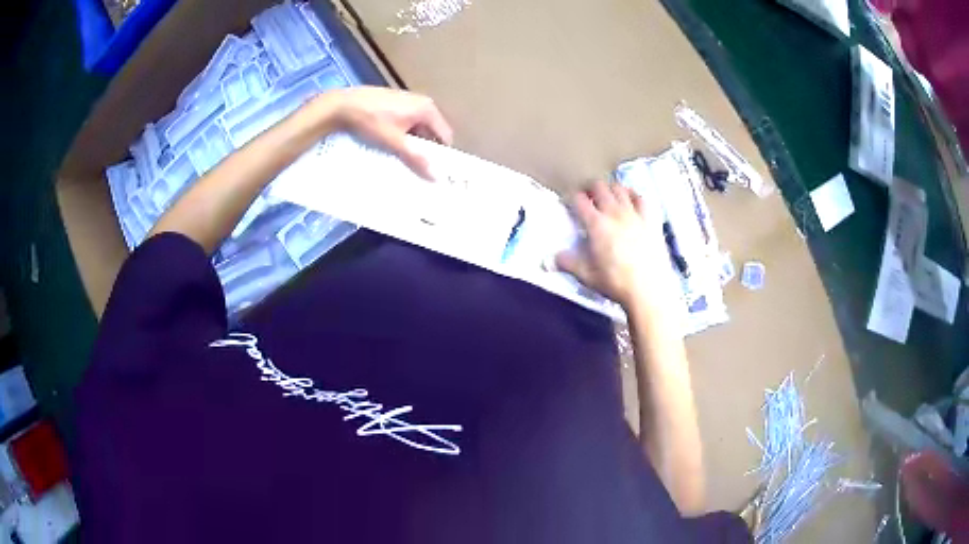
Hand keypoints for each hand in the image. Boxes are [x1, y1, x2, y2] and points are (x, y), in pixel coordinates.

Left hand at [320, 87, 453, 179]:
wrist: (341, 106)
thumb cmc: (371, 121)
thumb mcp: (394, 142)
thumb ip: (416, 159)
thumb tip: (436, 177)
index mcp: (427, 109)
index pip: (445, 135)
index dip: (441, 154)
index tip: (432, 170)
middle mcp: (421, 102)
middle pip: (431, 132)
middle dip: (425, 149)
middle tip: (416, 168)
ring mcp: (406, 101)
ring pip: (416, 128)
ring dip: (411, 143)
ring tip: (401, 159)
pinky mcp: (392, 103)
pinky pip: (404, 122)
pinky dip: (401, 134)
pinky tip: (388, 144)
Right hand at [555, 181, 674, 309]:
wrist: (649, 289)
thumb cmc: (616, 283)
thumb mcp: (587, 276)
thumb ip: (569, 263)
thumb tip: (553, 257)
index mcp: (596, 225)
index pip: (579, 200)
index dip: (572, 198)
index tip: (570, 203)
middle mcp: (614, 213)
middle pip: (600, 188)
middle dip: (590, 189)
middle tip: (588, 198)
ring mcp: (634, 214)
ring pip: (620, 189)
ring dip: (611, 189)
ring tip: (608, 196)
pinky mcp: (650, 220)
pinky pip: (641, 199)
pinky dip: (633, 195)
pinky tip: (631, 199)